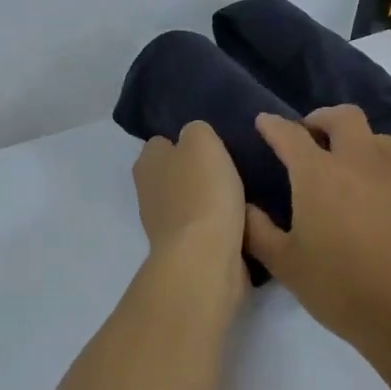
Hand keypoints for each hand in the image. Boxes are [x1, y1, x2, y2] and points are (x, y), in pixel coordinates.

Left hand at [132, 121, 246, 272]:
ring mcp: (165, 224)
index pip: (161, 142)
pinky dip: (220, 225)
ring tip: (244, 193)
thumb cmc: (202, 192)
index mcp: (146, 163)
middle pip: (176, 173)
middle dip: (198, 171)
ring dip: (211, 199)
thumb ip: (196, 131)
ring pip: (191, 201)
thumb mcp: (202, 141)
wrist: (206, 258)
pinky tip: (243, 220)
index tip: (213, 145)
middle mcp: (148, 192)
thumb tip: (195, 139)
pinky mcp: (186, 250)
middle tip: (232, 167)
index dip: (185, 141)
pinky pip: (205, 228)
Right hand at [244, 106, 390, 375]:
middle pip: (343, 117)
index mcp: (319, 174)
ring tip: (340, 164)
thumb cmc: (341, 288)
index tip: (263, 123)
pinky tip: (368, 196)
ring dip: (353, 139)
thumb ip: (258, 230)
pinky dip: (375, 166)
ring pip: (375, 137)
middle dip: (320, 119)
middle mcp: (359, 162)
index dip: (273, 125)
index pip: (290, 135)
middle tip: (306, 138)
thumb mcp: (285, 264)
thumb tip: (244, 206)